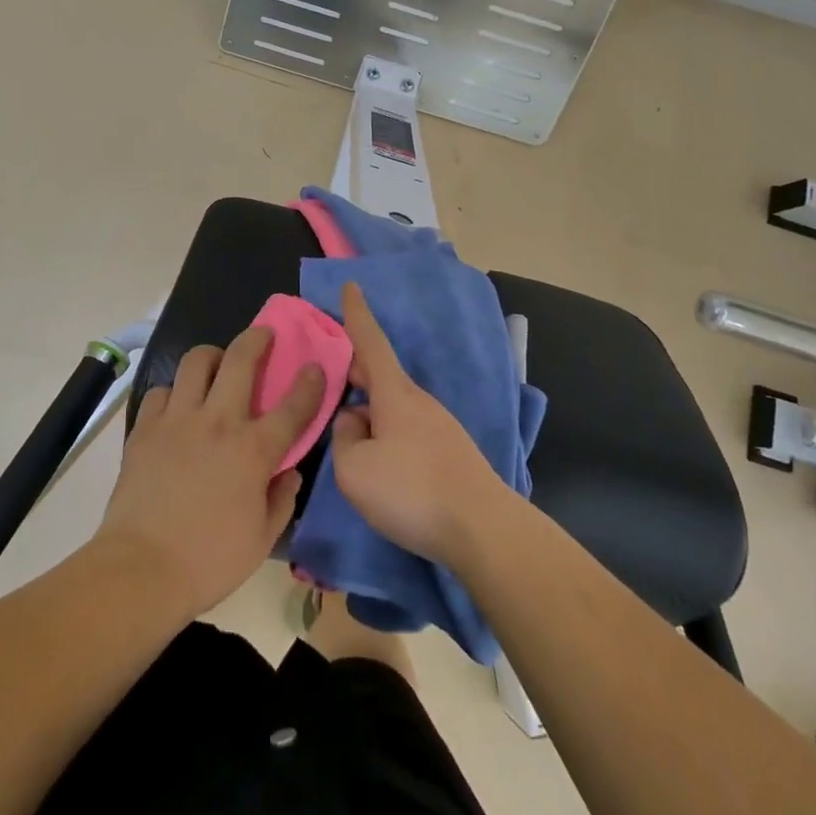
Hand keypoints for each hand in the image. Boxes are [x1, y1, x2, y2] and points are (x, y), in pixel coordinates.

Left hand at [96, 327, 323, 618]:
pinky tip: (177, 407)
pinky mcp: (145, 428)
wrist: (141, 569)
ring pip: (196, 361)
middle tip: (263, 335)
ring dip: (212, 356)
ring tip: (216, 365)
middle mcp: (218, 422)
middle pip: (241, 359)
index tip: (315, 366)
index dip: (309, 383)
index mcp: (253, 450)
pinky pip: (162, 391)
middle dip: (257, 339)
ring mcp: (178, 420)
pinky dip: (174, 392)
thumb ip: (282, 499)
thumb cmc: (209, 561)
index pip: (292, 406)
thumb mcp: (261, 540)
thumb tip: (289, 472)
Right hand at [329, 282, 514, 566]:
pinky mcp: (451, 453)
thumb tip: (353, 422)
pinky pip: (408, 431)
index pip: (370, 341)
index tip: (352, 284)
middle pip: (381, 376)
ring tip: (351, 440)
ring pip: (394, 408)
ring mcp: (439, 426)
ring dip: (371, 413)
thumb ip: (343, 438)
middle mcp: (419, 400)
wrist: (482, 529)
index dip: (357, 314)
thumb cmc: (411, 490)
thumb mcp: (354, 468)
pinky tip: (383, 468)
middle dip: (357, 372)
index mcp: (395, 393)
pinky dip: (388, 436)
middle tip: (332, 377)